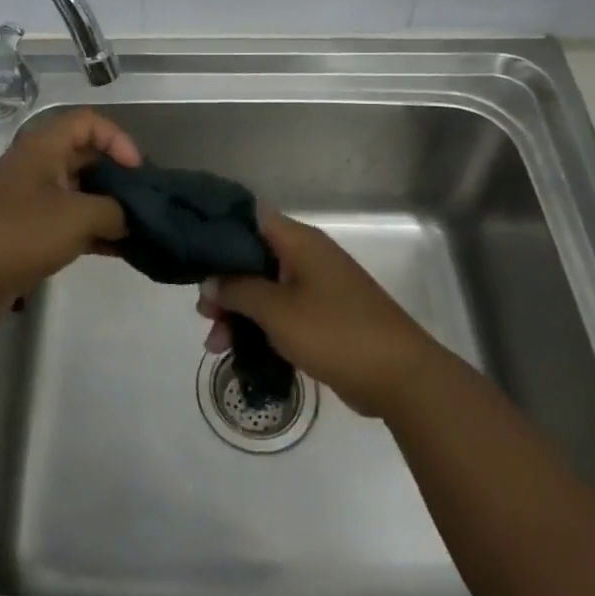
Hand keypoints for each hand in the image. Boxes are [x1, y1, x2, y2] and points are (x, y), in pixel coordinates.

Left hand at [0, 108, 139, 319]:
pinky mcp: (25, 230)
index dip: (117, 139)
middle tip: (143, 201)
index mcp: (43, 146)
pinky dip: (91, 230)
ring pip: (77, 191)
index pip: (88, 122)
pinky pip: (66, 220)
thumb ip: (114, 211)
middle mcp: (35, 165)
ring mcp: (28, 198)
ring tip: (136, 229)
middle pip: (85, 156)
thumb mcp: (78, 217)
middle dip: (117, 176)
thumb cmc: (20, 233)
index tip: (136, 171)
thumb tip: (128, 218)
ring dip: (107, 207)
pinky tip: (117, 250)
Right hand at [196, 208, 444, 419]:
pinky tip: (240, 351)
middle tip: (203, 313)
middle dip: (225, 285)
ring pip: (266, 290)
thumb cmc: (335, 331)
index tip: (193, 254)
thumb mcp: (276, 310)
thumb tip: (209, 281)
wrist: (400, 377)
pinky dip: (262, 327)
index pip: (249, 218)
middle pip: (254, 259)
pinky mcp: (326, 316)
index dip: (219, 231)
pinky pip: (283, 312)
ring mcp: (318, 287)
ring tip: (215, 345)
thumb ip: (237, 291)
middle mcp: (307, 256)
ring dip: (239, 313)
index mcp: (298, 241)